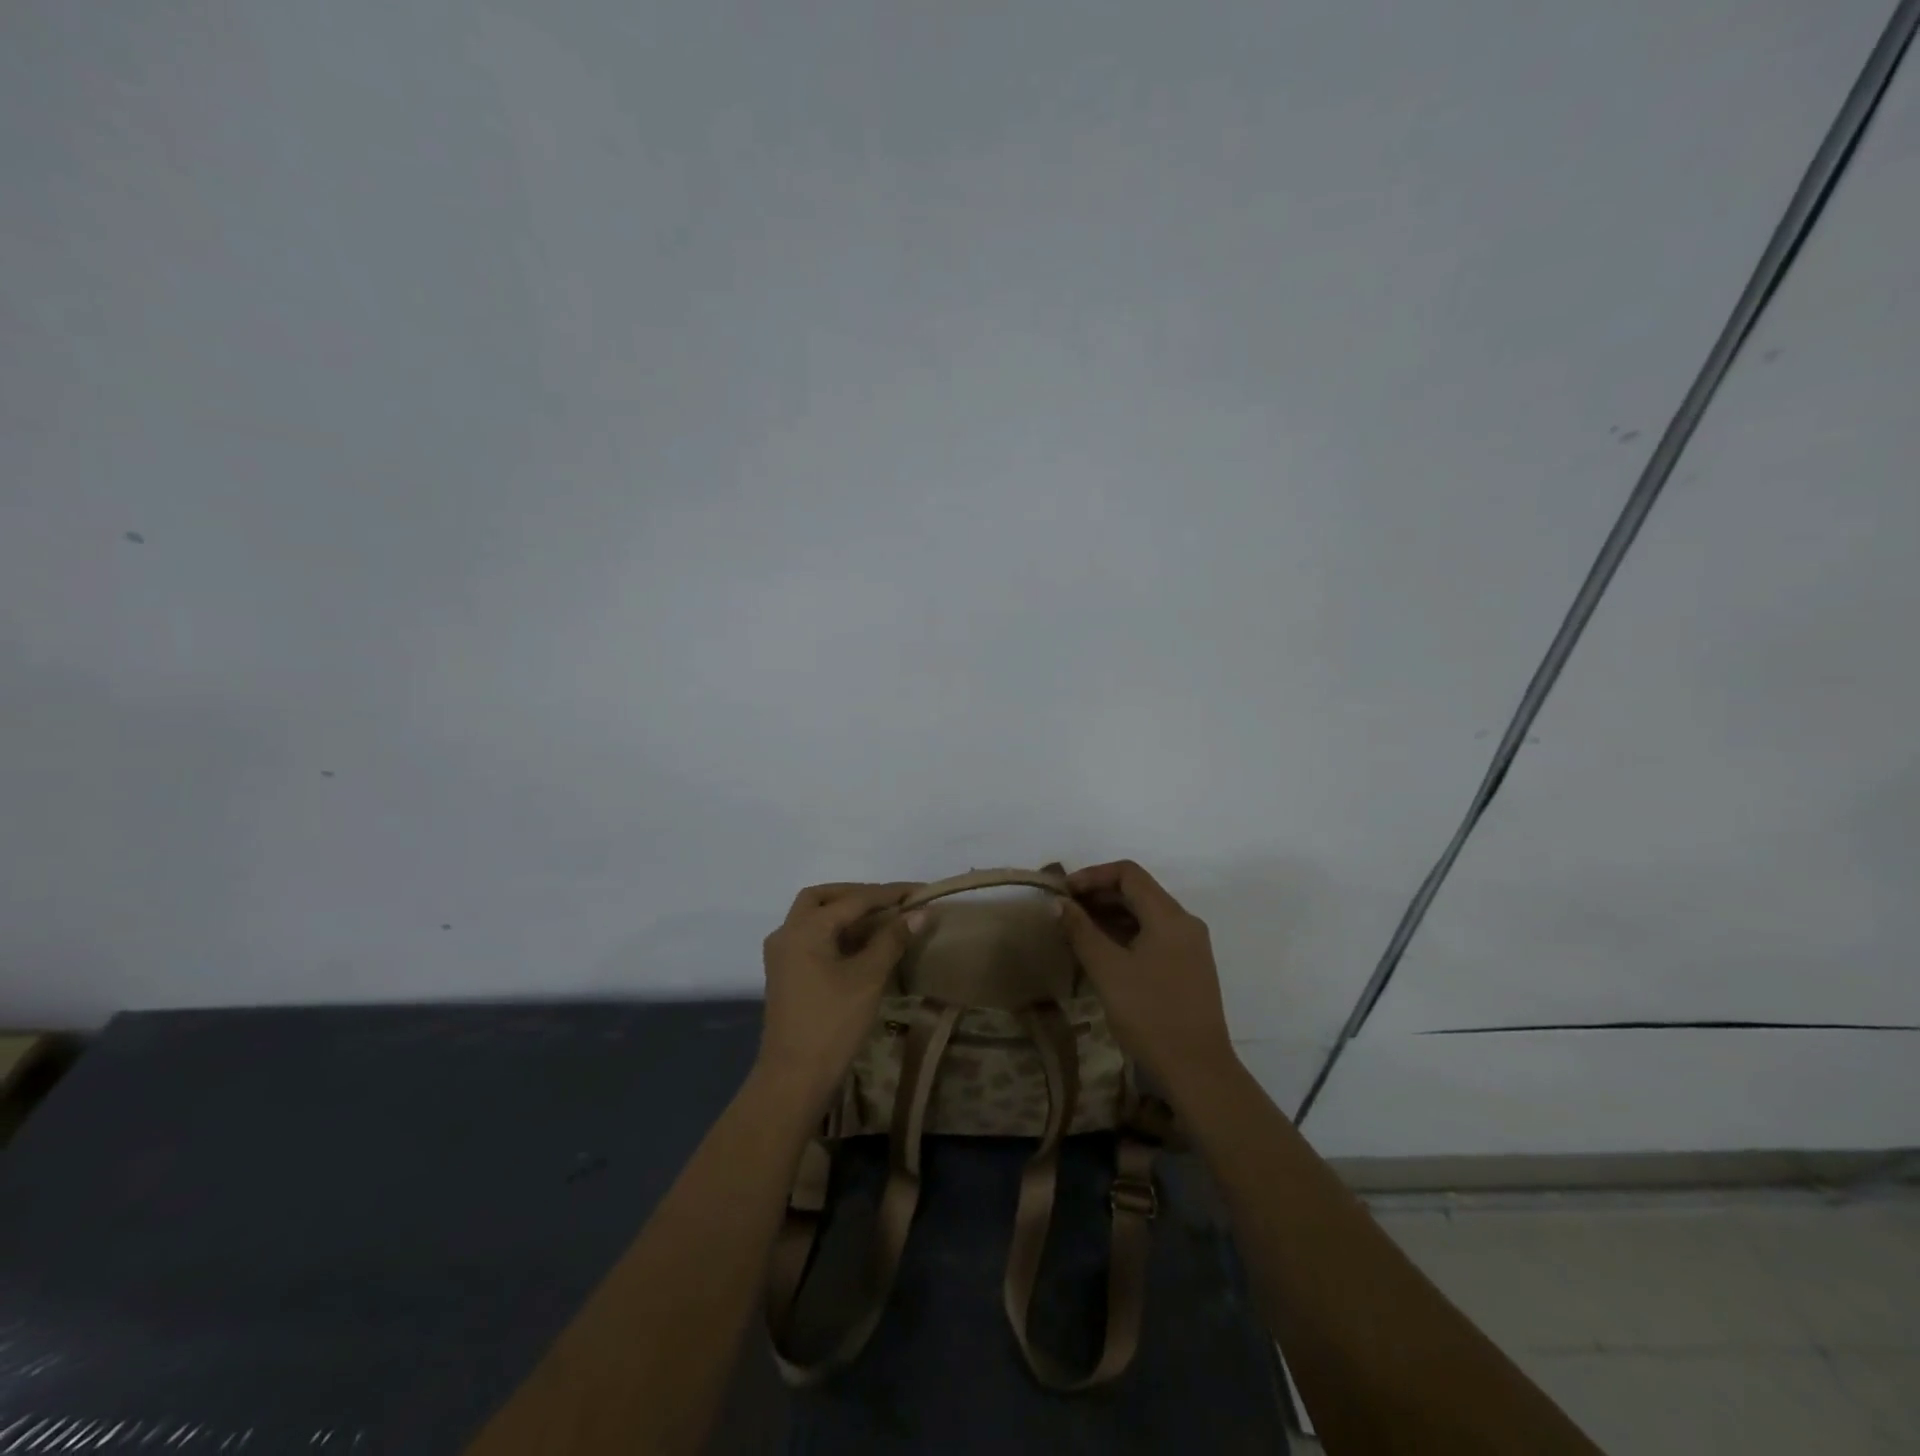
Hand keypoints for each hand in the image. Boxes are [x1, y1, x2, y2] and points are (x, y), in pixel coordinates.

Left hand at [757, 881, 923, 1103]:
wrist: (794, 1079)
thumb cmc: (832, 1023)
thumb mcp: (868, 978)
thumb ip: (892, 939)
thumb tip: (920, 912)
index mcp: (806, 928)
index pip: (854, 899)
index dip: (889, 894)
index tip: (920, 891)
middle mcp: (788, 933)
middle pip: (823, 898)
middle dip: (858, 895)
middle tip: (891, 902)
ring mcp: (783, 955)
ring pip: (814, 917)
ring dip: (846, 913)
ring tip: (882, 920)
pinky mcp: (786, 974)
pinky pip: (812, 938)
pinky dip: (836, 932)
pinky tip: (862, 944)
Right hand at [1055, 860, 1235, 1090]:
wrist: (1197, 1069)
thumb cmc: (1149, 1013)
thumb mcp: (1107, 969)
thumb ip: (1081, 930)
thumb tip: (1060, 903)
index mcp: (1169, 916)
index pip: (1128, 873)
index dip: (1092, 876)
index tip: (1064, 893)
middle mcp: (1184, 922)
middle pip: (1138, 891)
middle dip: (1099, 895)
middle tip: (1064, 911)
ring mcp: (1190, 946)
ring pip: (1146, 914)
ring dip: (1111, 915)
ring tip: (1077, 931)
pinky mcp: (1189, 967)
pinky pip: (1154, 935)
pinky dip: (1126, 934)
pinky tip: (1102, 952)